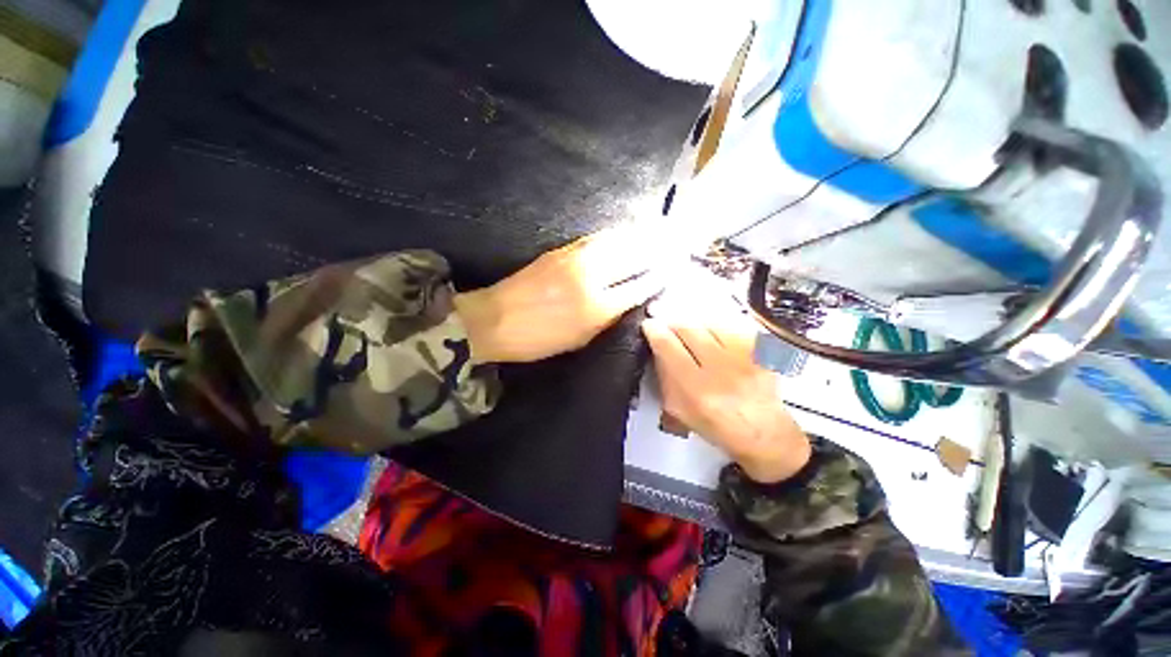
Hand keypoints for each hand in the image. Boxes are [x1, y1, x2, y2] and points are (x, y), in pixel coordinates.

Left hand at [455, 228, 665, 362]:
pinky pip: (596, 238)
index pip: (638, 286)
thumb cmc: (538, 340)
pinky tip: (623, 232)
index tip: (672, 269)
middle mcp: (591, 278)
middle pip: (632, 257)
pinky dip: (614, 235)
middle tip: (673, 243)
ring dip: (639, 235)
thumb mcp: (578, 340)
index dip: (657, 277)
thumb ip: (607, 319)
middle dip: (656, 250)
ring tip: (656, 231)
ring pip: (616, 241)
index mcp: (597, 307)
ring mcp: (575, 259)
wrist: (493, 319)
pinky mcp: (561, 250)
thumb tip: (629, 299)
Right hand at [642, 313, 810, 483]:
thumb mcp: (679, 409)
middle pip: (687, 327)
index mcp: (696, 390)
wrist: (762, 431)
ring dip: (694, 323)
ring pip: (708, 322)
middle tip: (667, 323)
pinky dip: (717, 326)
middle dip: (672, 321)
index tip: (650, 325)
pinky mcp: (761, 350)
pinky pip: (731, 325)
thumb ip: (664, 376)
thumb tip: (657, 346)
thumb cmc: (718, 424)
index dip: (654, 329)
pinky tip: (714, 336)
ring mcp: (745, 357)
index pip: (667, 345)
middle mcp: (722, 371)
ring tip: (691, 332)